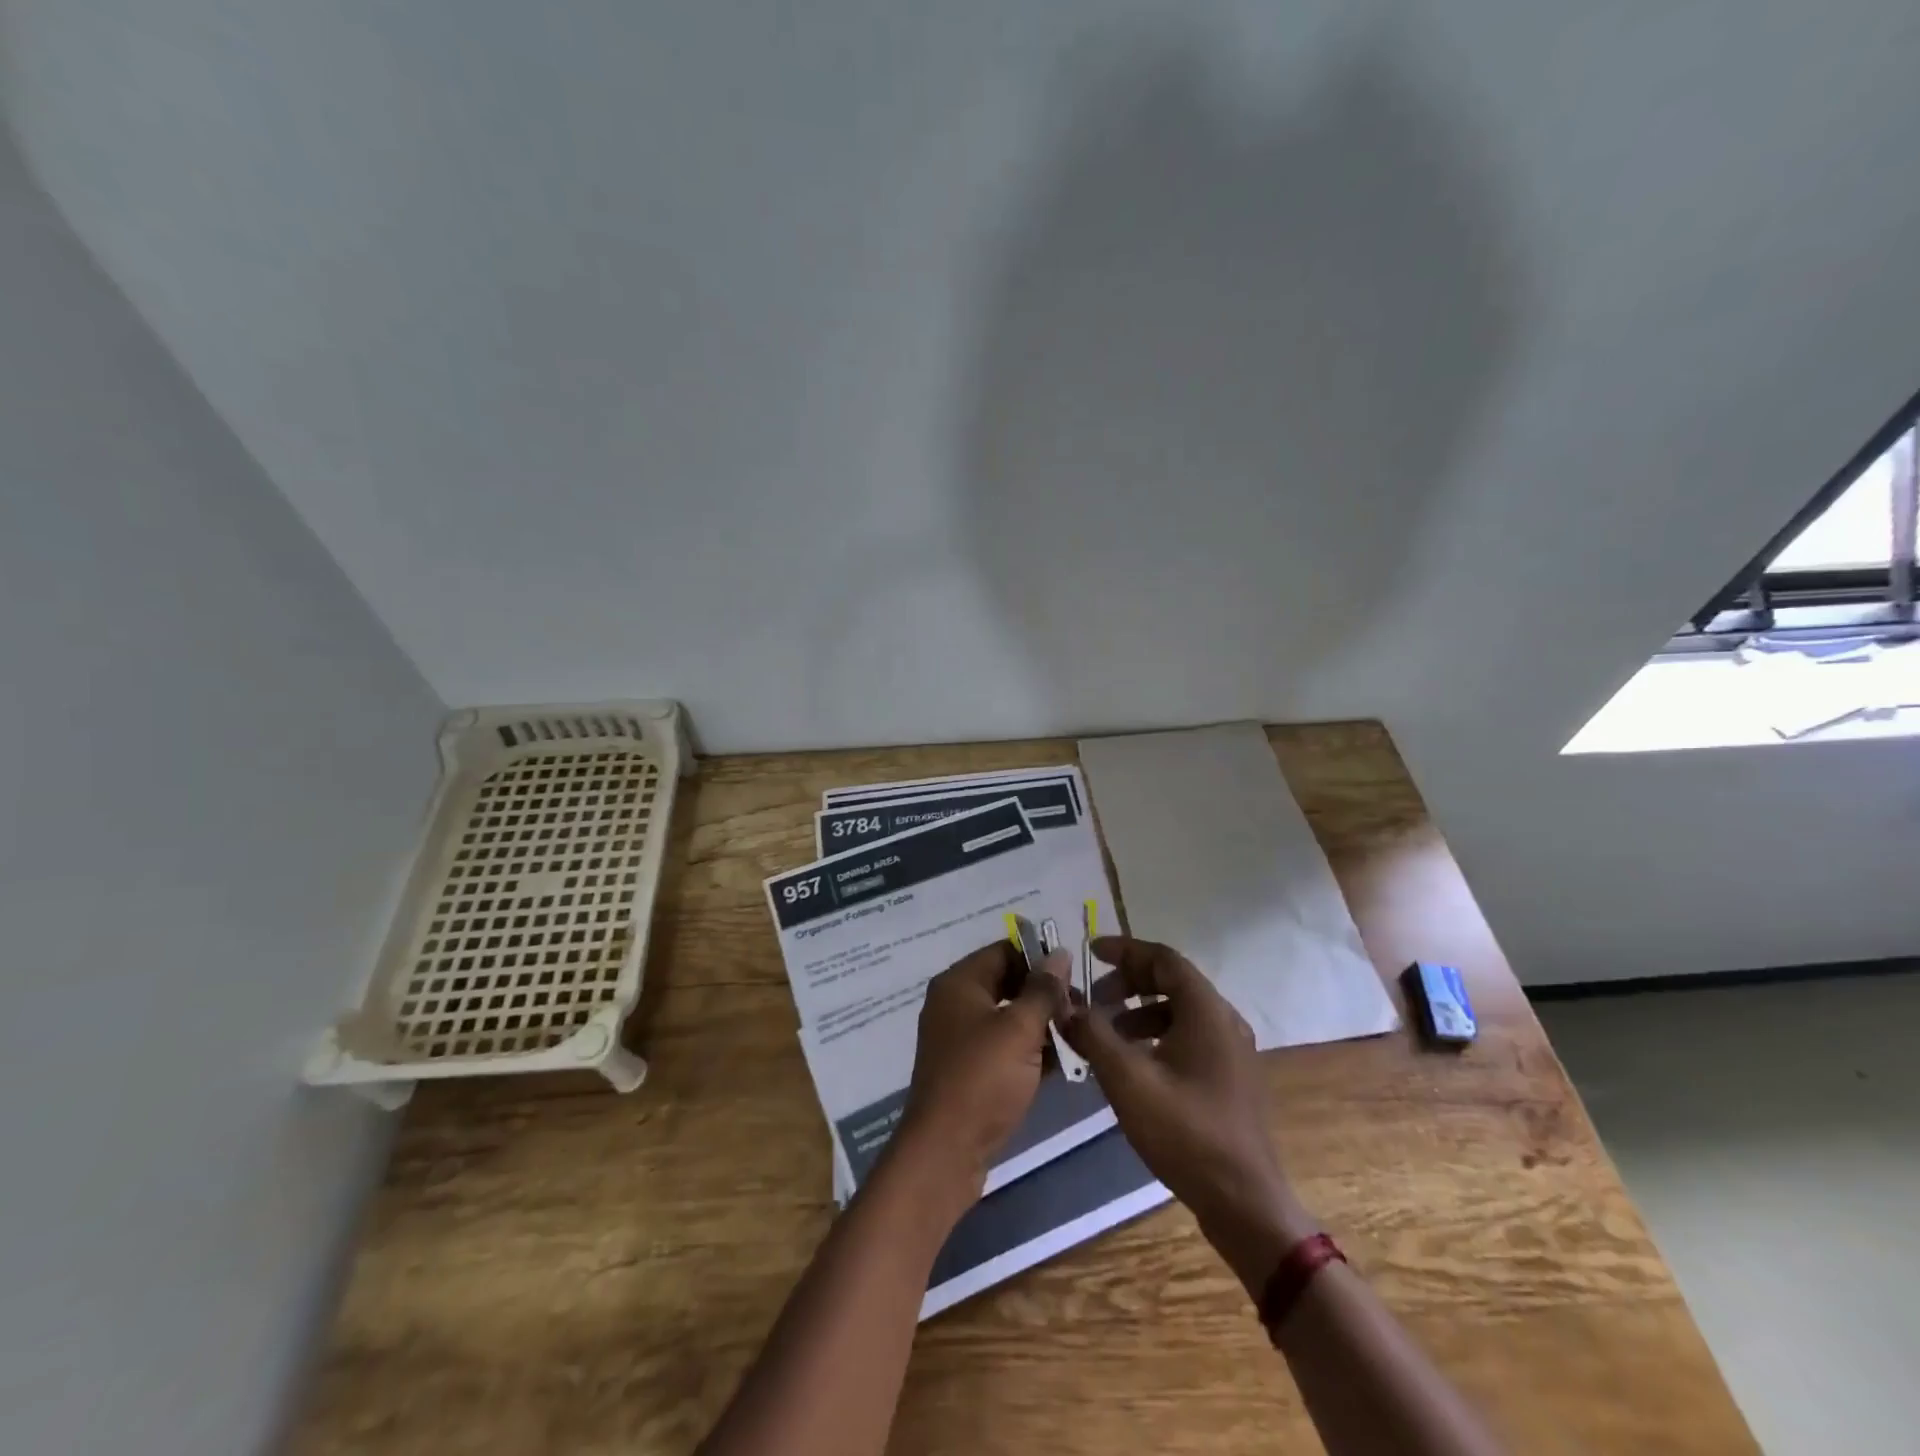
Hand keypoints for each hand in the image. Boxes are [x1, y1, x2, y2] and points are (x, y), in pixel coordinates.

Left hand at [896, 940, 1070, 1196]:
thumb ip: (1042, 990)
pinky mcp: (970, 1070)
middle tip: (1081, 1010)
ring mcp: (961, 1039)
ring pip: (1009, 1017)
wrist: (945, 1151)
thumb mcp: (1019, 1029)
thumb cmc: (982, 1079)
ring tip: (1079, 1035)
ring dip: (1042, 1024)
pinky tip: (1064, 1063)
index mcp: (959, 983)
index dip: (1039, 958)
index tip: (1074, 976)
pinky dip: (1030, 1050)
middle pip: (1007, 983)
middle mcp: (955, 1004)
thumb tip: (1059, 953)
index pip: (1004, 951)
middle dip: (1045, 994)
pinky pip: (1005, 1047)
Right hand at [1061, 936, 1316, 1293]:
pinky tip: (1133, 1064)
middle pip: (1172, 981)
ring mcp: (1232, 1050)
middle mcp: (1224, 1020)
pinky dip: (1156, 1035)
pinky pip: (1189, 1036)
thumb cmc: (1186, 1132)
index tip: (1089, 952)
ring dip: (1139, 1011)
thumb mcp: (1128, 1080)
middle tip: (1093, 997)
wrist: (1244, 1202)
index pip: (1163, 958)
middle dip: (1128, 982)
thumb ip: (1093, 1035)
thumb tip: (1063, 1005)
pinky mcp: (1230, 1077)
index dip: (1124, 950)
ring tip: (1106, 1033)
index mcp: (1206, 1010)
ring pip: (1180, 1011)